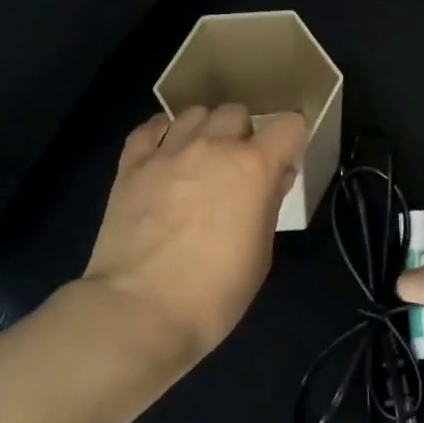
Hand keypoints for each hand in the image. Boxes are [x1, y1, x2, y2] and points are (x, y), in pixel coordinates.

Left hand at [83, 104, 307, 357]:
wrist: (139, 310)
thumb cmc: (214, 293)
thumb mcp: (260, 254)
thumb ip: (269, 204)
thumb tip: (275, 177)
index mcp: (253, 167)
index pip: (289, 125)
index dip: (292, 139)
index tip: (286, 159)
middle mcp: (213, 147)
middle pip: (236, 112)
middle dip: (243, 133)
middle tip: (239, 166)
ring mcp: (168, 152)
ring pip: (194, 112)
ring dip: (205, 129)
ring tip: (200, 157)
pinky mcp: (131, 165)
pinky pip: (149, 128)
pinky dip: (162, 133)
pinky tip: (164, 151)